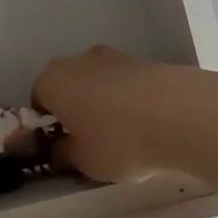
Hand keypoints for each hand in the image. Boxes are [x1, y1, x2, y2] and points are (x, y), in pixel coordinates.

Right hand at [32, 46, 209, 181]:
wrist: (180, 113)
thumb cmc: (118, 140)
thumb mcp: (83, 161)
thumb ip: (64, 154)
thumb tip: (60, 149)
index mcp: (53, 80)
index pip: (37, 100)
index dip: (47, 126)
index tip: (62, 148)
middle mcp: (78, 60)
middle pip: (68, 87)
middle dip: (74, 112)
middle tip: (90, 143)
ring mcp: (113, 56)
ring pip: (97, 84)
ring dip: (103, 105)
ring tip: (124, 136)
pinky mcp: (143, 60)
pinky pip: (124, 84)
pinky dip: (128, 101)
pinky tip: (145, 125)